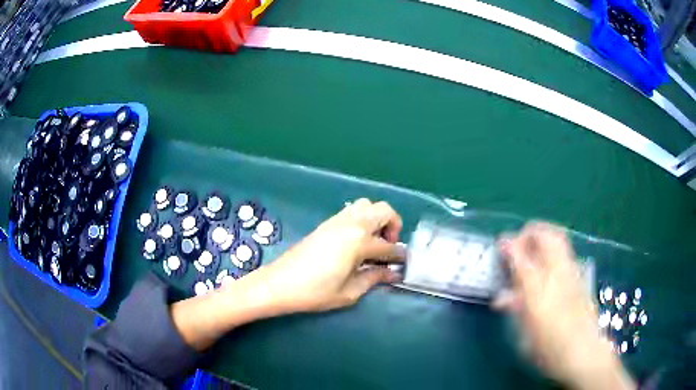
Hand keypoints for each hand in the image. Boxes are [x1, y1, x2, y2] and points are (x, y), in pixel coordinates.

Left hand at [173, 199, 405, 349]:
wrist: (278, 284)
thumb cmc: (314, 292)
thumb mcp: (349, 292)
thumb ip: (374, 278)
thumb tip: (392, 273)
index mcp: (358, 241)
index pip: (388, 246)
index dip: (399, 256)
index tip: (402, 265)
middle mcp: (351, 224)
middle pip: (383, 210)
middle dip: (394, 225)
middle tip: (389, 247)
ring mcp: (337, 221)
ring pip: (367, 205)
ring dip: (377, 218)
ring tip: (374, 241)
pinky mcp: (326, 224)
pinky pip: (352, 211)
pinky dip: (363, 218)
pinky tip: (357, 240)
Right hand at [494, 222, 634, 389]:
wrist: (583, 352)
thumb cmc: (548, 348)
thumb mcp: (524, 331)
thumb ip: (515, 308)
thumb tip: (501, 297)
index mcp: (537, 289)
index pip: (521, 255)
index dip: (509, 244)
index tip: (501, 243)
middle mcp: (556, 273)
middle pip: (546, 235)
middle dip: (531, 232)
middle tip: (519, 242)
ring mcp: (572, 272)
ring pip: (559, 239)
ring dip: (543, 237)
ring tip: (533, 248)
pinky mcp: (580, 277)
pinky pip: (565, 252)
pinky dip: (553, 249)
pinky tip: (548, 267)